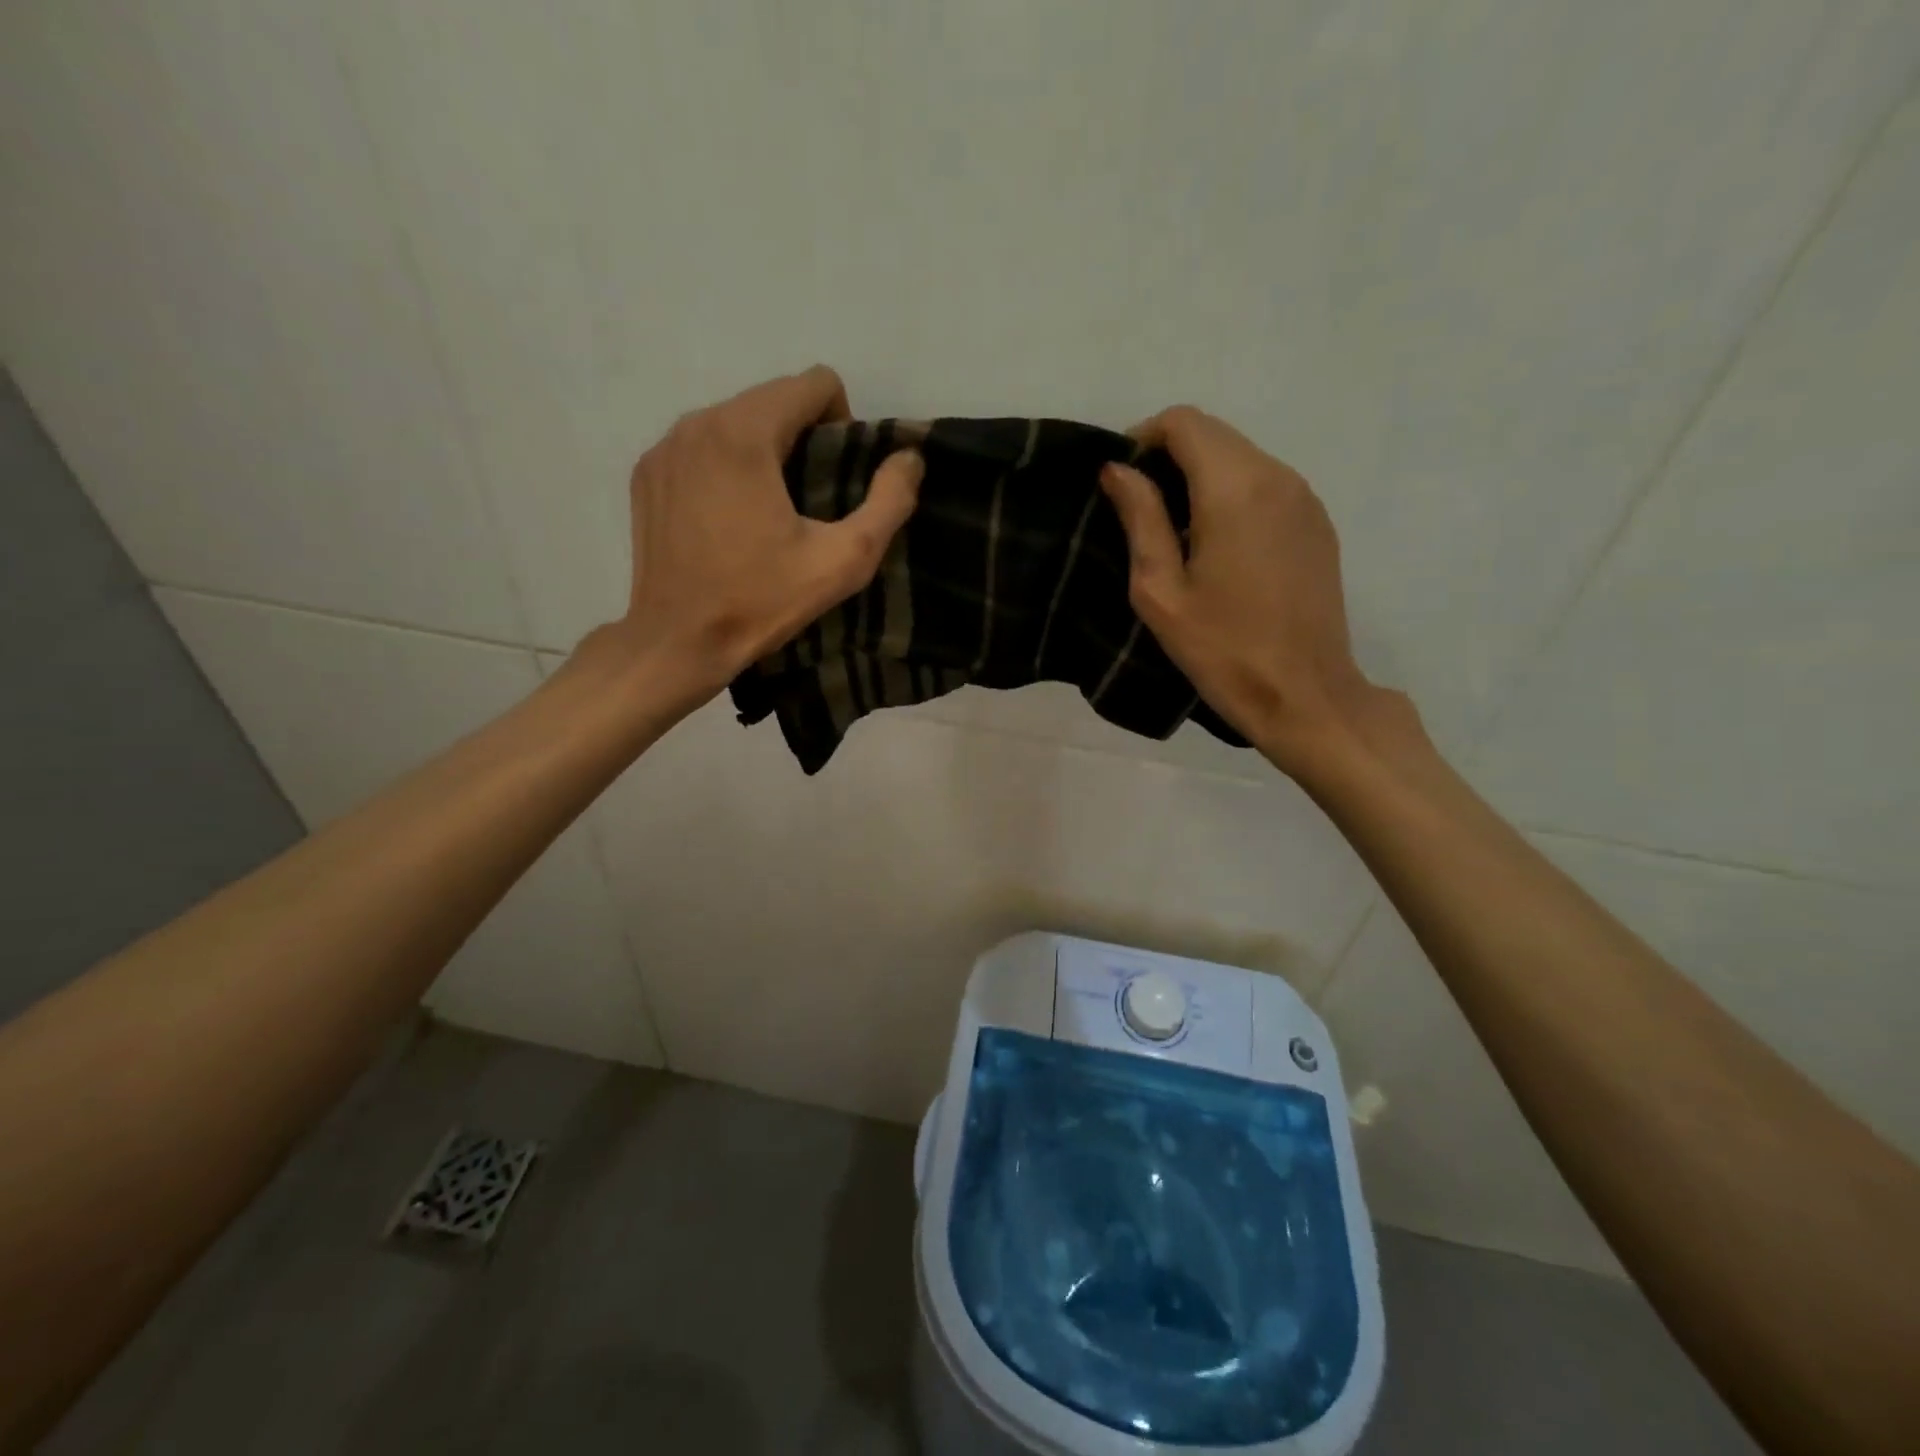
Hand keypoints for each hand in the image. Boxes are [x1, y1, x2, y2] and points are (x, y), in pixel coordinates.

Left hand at [611, 366, 921, 704]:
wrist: (678, 642)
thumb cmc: (761, 601)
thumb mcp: (843, 561)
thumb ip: (888, 502)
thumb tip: (909, 458)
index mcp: (744, 433)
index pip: (813, 383)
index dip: (842, 422)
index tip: (837, 477)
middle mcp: (697, 423)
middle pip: (772, 398)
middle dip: (803, 436)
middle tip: (810, 500)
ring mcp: (664, 448)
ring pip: (735, 420)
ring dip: (764, 449)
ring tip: (770, 510)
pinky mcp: (646, 473)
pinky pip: (701, 445)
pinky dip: (725, 466)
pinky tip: (729, 518)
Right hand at [1100, 406, 1392, 770]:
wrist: (1303, 694)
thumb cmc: (1221, 649)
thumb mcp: (1160, 590)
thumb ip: (1140, 518)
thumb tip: (1117, 469)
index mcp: (1235, 489)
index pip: (1184, 423)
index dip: (1143, 439)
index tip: (1121, 482)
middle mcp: (1277, 476)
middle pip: (1214, 434)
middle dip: (1170, 457)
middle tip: (1141, 511)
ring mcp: (1304, 498)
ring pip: (1241, 457)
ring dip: (1201, 477)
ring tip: (1176, 535)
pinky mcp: (1317, 523)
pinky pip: (1266, 485)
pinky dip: (1232, 495)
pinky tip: (1218, 548)